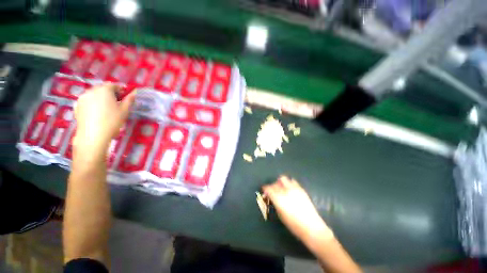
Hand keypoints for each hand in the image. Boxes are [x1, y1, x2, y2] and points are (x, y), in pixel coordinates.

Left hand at [73, 83, 134, 159]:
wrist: (93, 135)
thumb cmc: (112, 121)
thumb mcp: (124, 110)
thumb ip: (129, 100)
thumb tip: (134, 93)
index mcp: (104, 90)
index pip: (113, 85)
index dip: (120, 89)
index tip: (125, 96)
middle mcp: (91, 91)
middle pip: (102, 88)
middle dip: (110, 93)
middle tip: (117, 102)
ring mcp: (82, 98)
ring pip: (94, 94)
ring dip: (101, 97)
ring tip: (107, 108)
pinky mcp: (77, 106)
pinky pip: (87, 100)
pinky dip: (93, 103)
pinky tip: (97, 112)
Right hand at [263, 176, 332, 240]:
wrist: (312, 227)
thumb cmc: (294, 225)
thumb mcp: (280, 215)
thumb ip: (275, 203)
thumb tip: (272, 197)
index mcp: (278, 199)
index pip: (268, 188)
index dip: (265, 188)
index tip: (264, 190)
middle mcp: (285, 191)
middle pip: (275, 183)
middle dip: (272, 186)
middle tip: (272, 190)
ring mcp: (293, 189)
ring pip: (283, 179)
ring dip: (280, 182)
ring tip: (281, 188)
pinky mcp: (301, 189)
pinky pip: (292, 181)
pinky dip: (289, 183)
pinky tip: (290, 189)